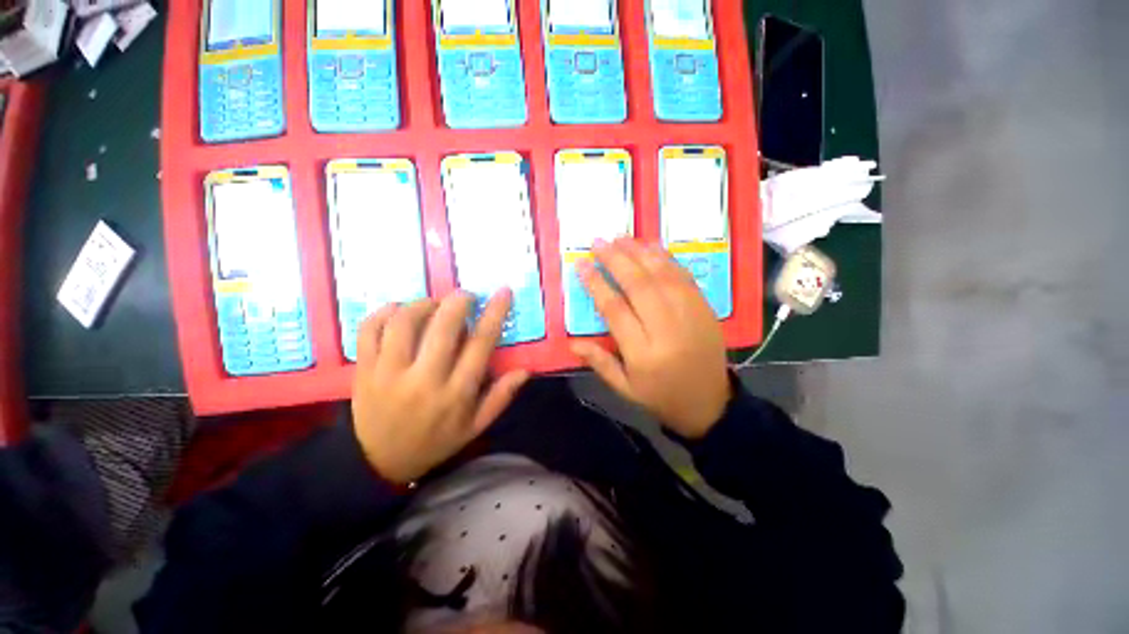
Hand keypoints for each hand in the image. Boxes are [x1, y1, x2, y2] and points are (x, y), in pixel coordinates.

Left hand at [351, 291, 529, 483]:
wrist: (379, 463)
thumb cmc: (435, 441)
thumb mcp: (475, 426)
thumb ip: (501, 397)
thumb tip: (525, 370)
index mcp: (456, 393)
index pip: (480, 344)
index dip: (495, 314)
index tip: (503, 292)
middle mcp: (424, 379)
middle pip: (442, 328)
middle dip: (458, 302)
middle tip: (466, 295)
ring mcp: (388, 373)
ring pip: (404, 323)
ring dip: (422, 304)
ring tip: (433, 304)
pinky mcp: (363, 370)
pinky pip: (369, 330)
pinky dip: (384, 313)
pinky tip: (398, 310)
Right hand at [571, 238, 730, 438]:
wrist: (710, 403)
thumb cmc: (661, 396)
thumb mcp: (625, 389)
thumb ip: (599, 363)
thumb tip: (572, 343)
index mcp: (643, 354)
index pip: (615, 310)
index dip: (596, 284)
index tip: (582, 265)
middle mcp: (666, 330)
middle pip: (639, 286)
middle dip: (616, 260)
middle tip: (598, 242)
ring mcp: (690, 315)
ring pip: (662, 276)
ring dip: (639, 253)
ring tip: (620, 237)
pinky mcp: (704, 308)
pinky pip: (683, 277)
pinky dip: (666, 259)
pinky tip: (651, 247)